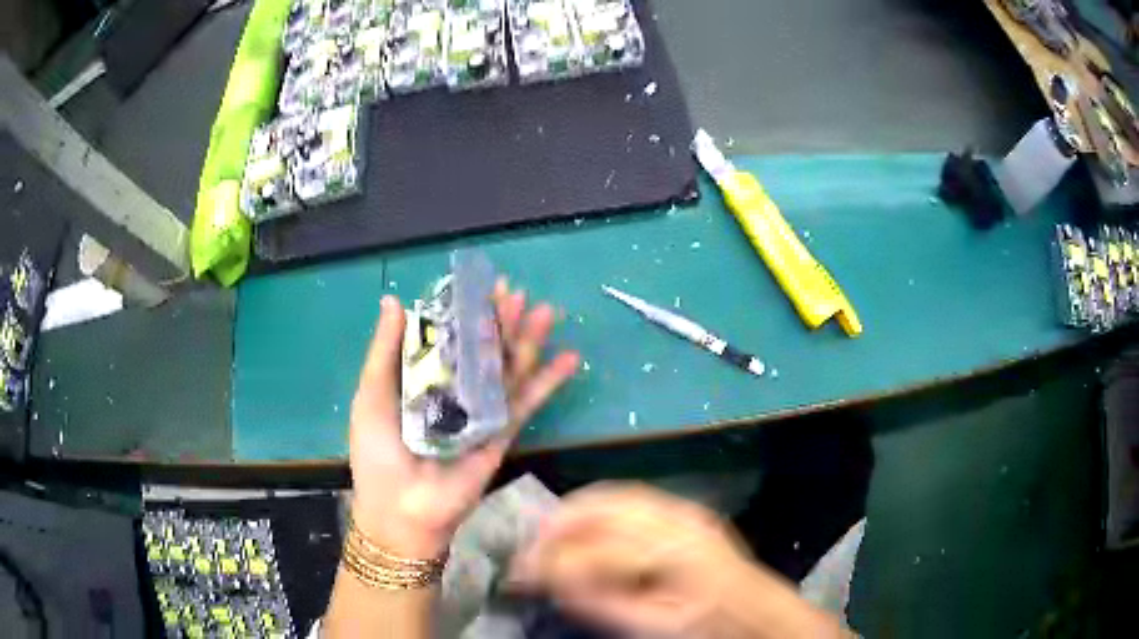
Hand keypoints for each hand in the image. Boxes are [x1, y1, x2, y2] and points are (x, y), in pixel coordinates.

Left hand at [348, 281, 579, 558]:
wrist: (401, 508)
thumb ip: (385, 349)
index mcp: (422, 378)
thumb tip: (393, 299)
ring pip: (509, 369)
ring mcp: (481, 411)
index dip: (466, 311)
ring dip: (529, 341)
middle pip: (483, 349)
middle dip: (502, 320)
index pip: (450, 337)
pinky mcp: (502, 433)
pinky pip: (527, 402)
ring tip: (547, 312)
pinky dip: (548, 381)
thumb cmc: (378, 450)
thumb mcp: (372, 394)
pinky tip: (569, 358)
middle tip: (518, 293)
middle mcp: (455, 390)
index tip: (483, 285)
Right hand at [510, 483, 846, 637]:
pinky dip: (597, 507)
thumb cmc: (703, 628)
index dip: (551, 561)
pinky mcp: (684, 510)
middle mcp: (677, 520)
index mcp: (674, 556)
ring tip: (547, 537)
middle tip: (529, 553)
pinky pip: (629, 498)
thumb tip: (553, 581)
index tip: (520, 575)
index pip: (596, 550)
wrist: (754, 613)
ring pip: (612, 495)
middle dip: (555, 527)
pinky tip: (583, 527)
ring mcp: (683, 510)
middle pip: (601, 508)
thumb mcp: (650, 628)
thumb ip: (600, 603)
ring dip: (573, 513)